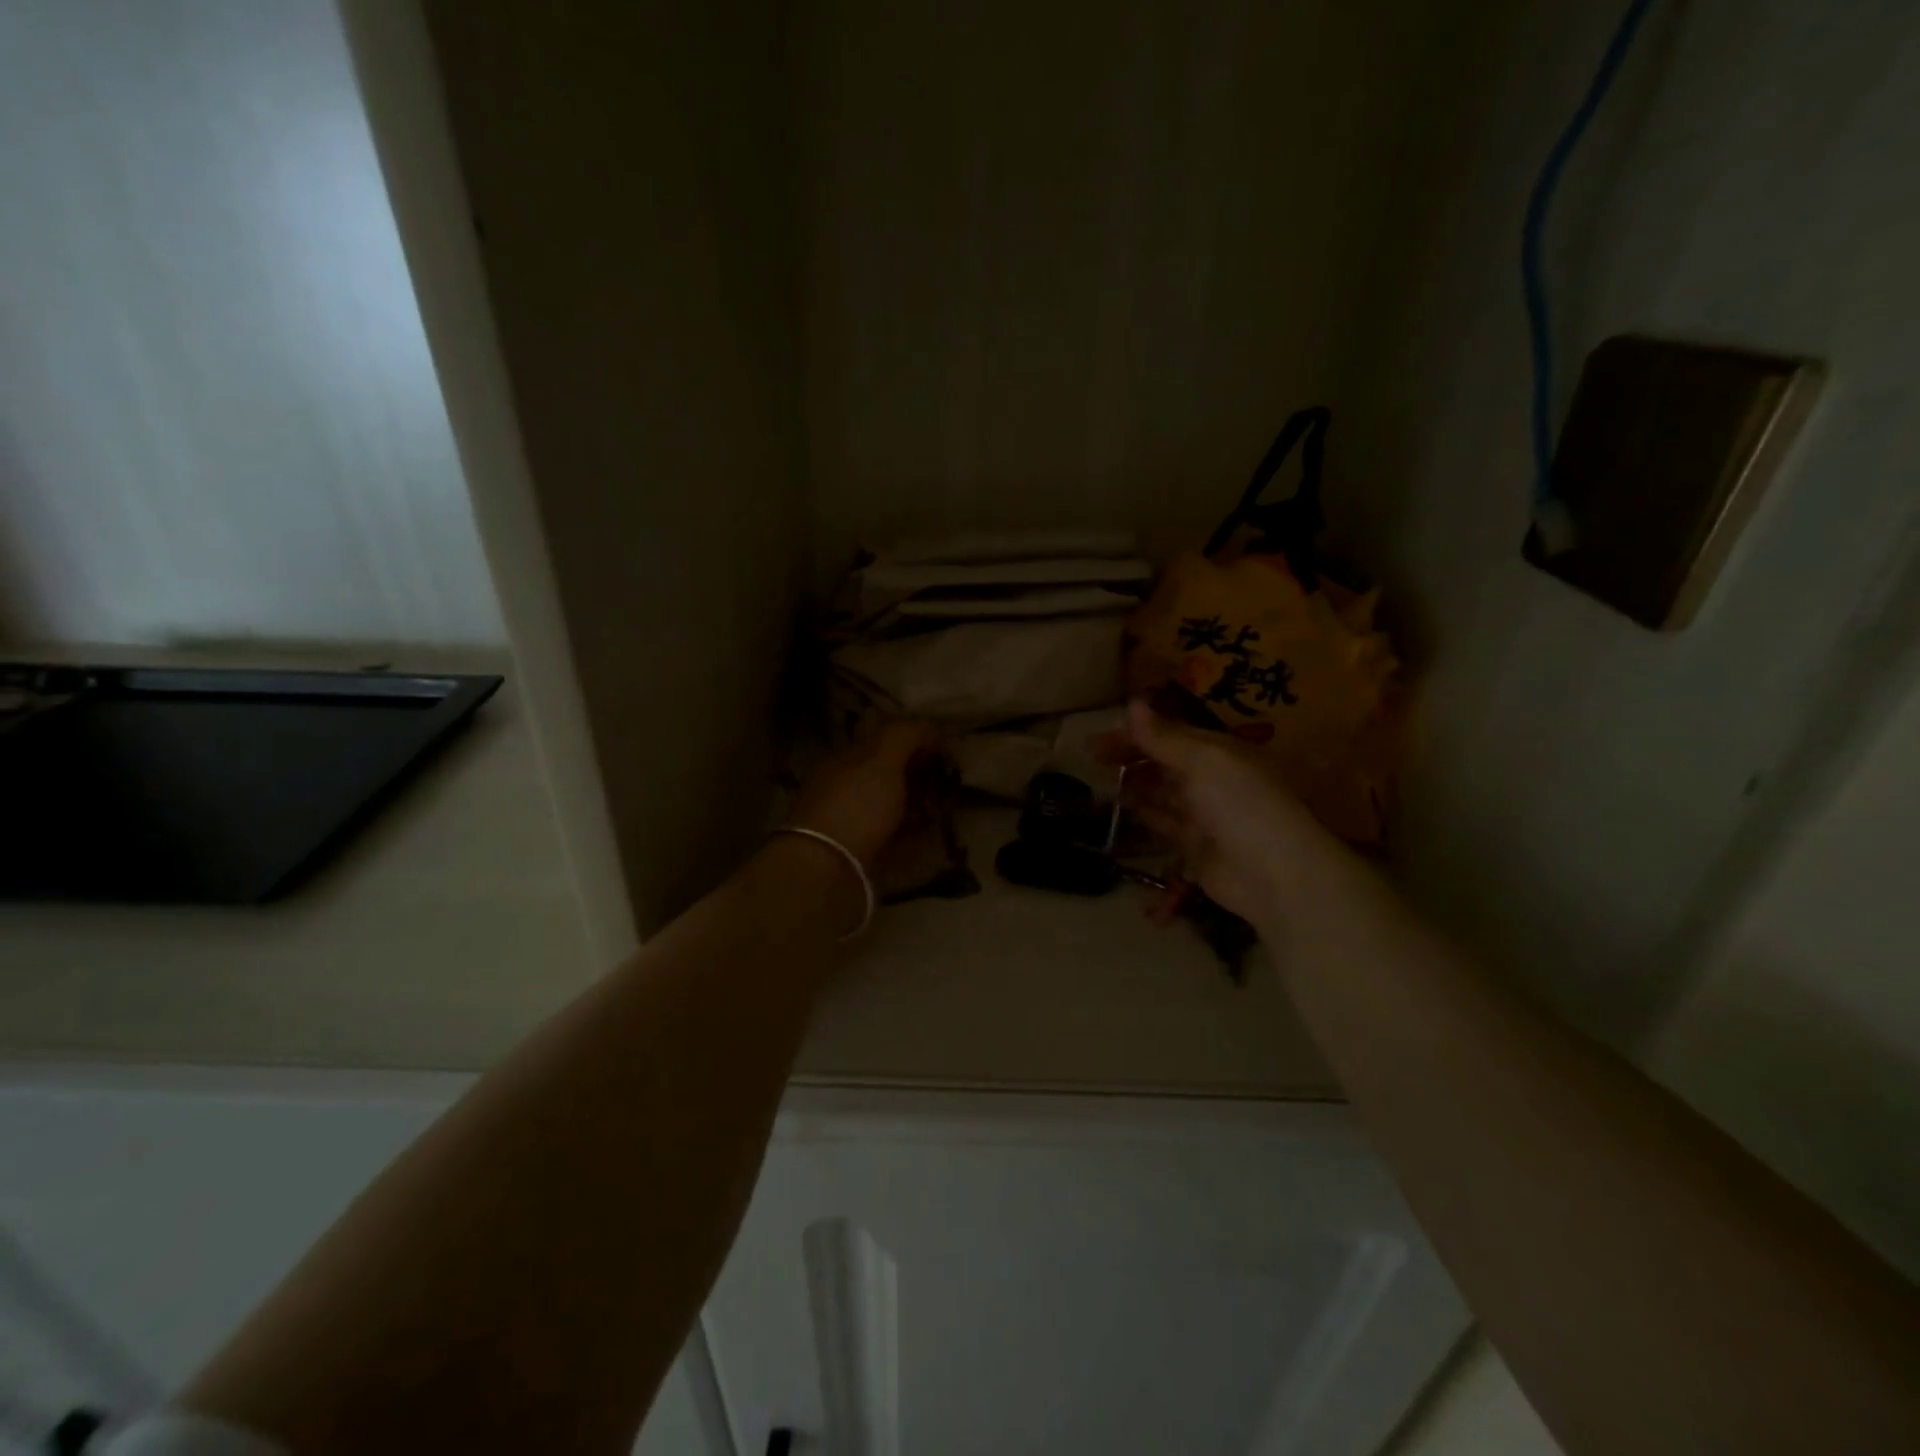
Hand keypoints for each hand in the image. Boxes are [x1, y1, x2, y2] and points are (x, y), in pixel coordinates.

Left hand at [787, 720, 940, 866]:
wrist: (825, 871)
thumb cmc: (855, 807)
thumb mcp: (881, 760)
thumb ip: (904, 736)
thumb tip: (929, 726)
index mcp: (844, 761)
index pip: (882, 741)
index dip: (914, 740)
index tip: (946, 750)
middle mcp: (844, 789)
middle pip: (886, 775)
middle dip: (917, 774)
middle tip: (951, 780)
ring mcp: (849, 824)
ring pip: (889, 806)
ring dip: (916, 804)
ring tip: (945, 808)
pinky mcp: (859, 855)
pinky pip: (891, 837)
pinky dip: (911, 833)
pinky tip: (929, 835)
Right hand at [1112, 699, 1338, 923]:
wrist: (1276, 875)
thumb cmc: (1242, 805)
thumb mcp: (1204, 761)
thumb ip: (1164, 738)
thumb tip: (1132, 704)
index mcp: (1221, 752)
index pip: (1172, 735)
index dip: (1136, 733)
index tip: (1098, 738)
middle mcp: (1214, 780)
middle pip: (1165, 762)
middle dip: (1131, 757)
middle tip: (1092, 758)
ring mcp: (1206, 815)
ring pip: (1162, 793)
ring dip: (1134, 784)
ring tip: (1100, 780)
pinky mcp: (1196, 848)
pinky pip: (1165, 825)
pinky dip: (1144, 814)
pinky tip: (1121, 808)